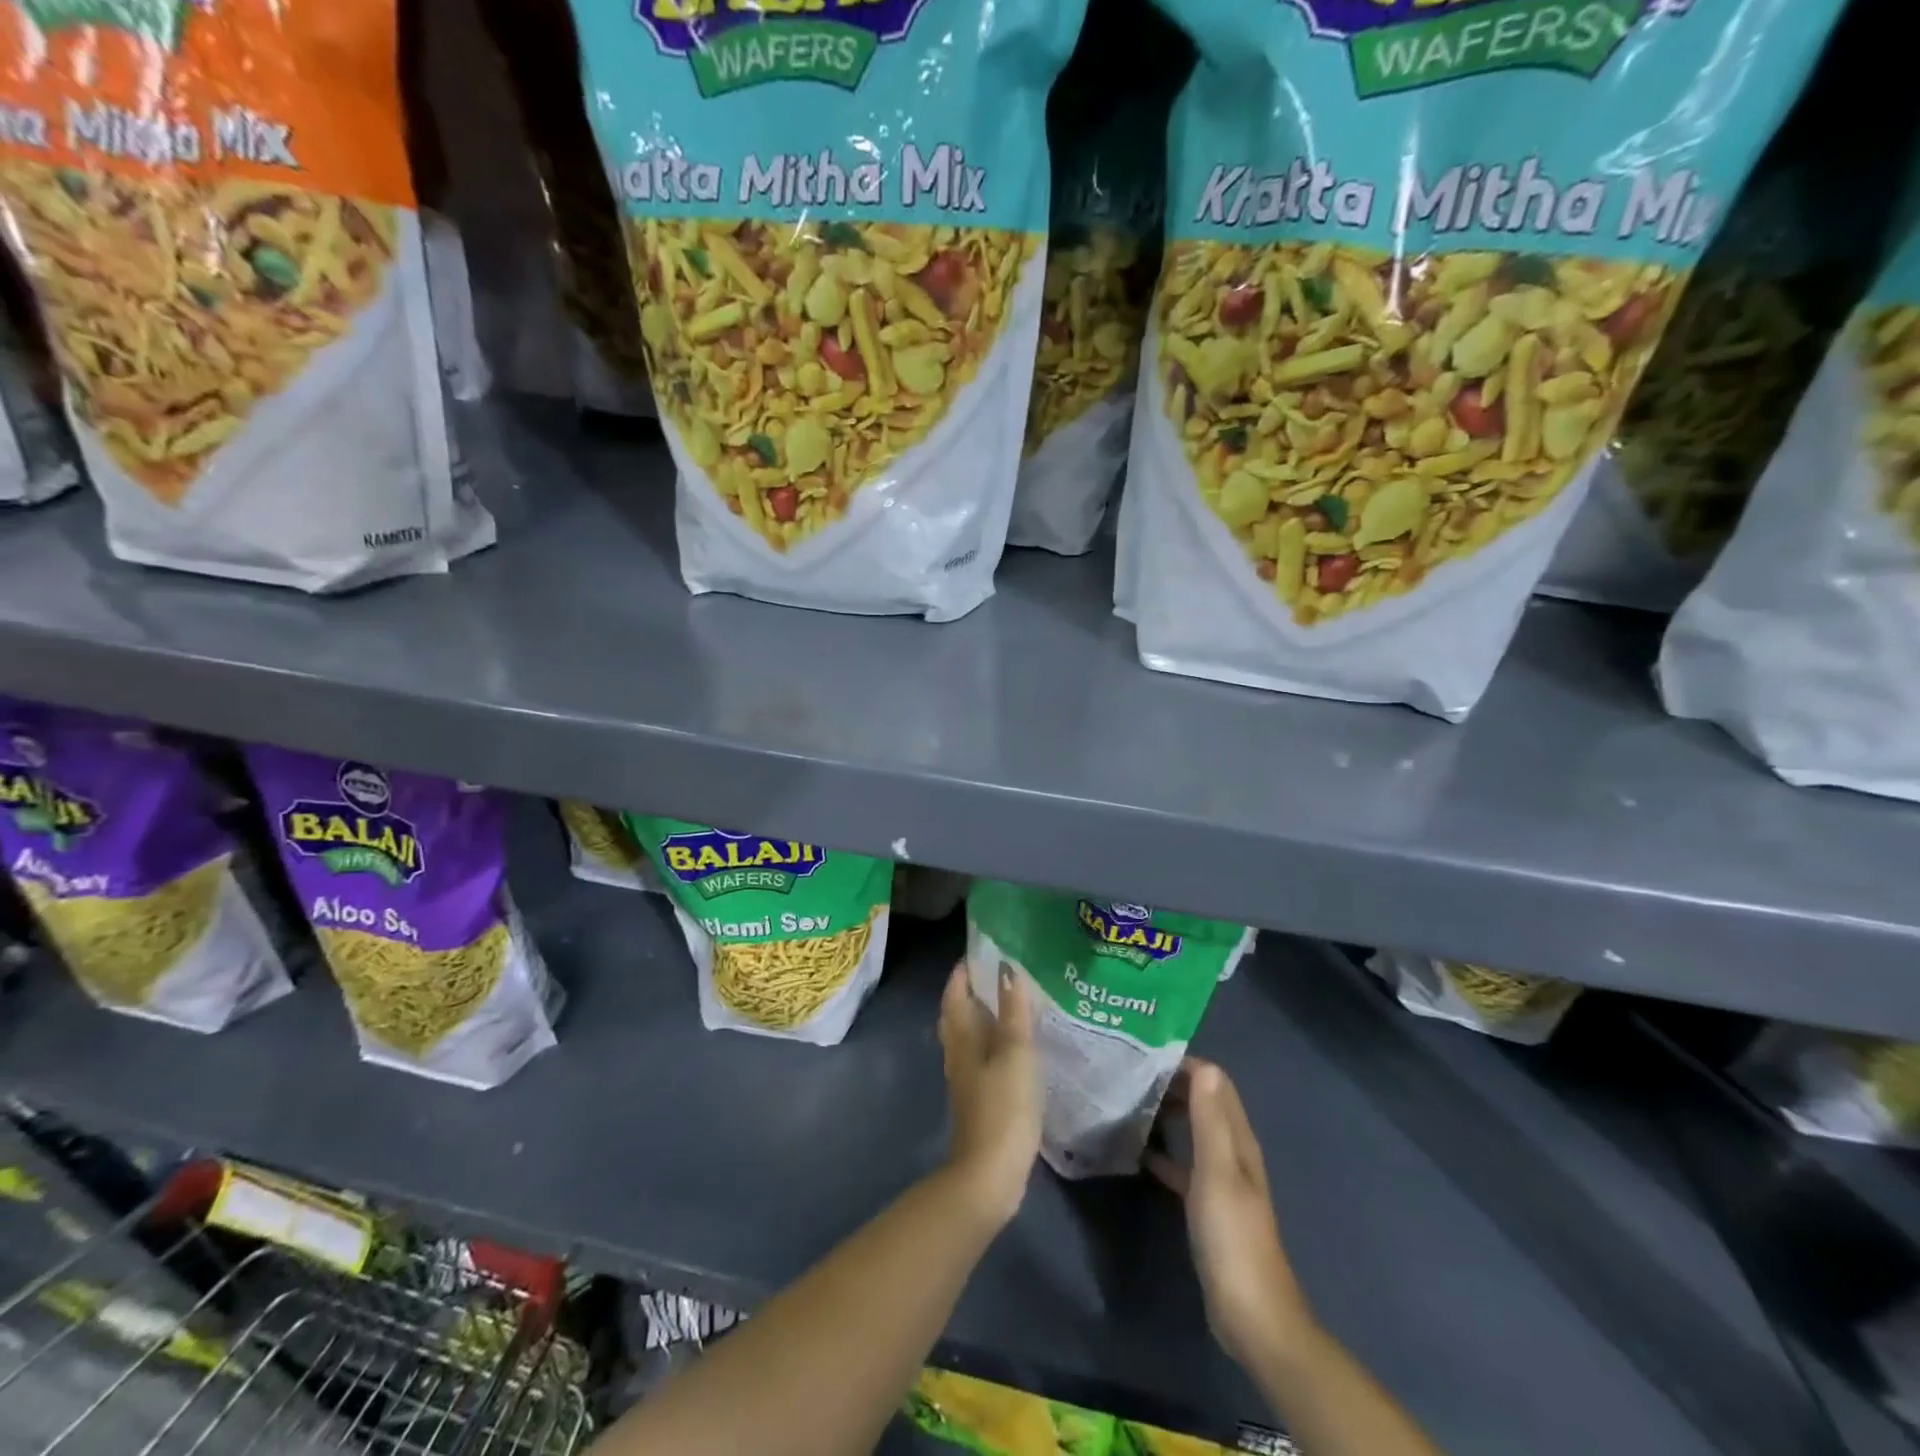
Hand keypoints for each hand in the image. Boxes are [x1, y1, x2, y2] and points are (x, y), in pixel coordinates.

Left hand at [939, 960, 1040, 1229]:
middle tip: (1000, 971)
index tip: (983, 950)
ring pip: (970, 1036)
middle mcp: (958, 1053)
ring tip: (1013, 1002)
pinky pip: (983, 1058)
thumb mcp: (1015, 1053)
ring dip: (985, 1016)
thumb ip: (1013, 1012)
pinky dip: (995, 1042)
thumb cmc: (1003, 1107)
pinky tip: (1016, 1046)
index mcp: (962, 1037)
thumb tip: (1007, 969)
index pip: (955, 992)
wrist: (989, 1175)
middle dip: (974, 990)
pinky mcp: (979, 1099)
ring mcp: (967, 1078)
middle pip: (959, 1013)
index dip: (964, 971)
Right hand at [1147, 1058, 1314, 1369]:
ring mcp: (1220, 1181)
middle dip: (1172, 1085)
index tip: (1145, 1057)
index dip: (1185, 1065)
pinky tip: (1137, 1153)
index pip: (1215, 1083)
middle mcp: (1232, 1153)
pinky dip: (1163, 1153)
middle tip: (1130, 1076)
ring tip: (1129, 1104)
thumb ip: (1210, 1120)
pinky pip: (1183, 1165)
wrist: (1251, 1316)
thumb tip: (1203, 1065)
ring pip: (1192, 1132)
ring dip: (1167, 1115)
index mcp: (1239, 1141)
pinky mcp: (1207, 1207)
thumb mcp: (1218, 1173)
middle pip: (1203, 1104)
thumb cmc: (1232, 1238)